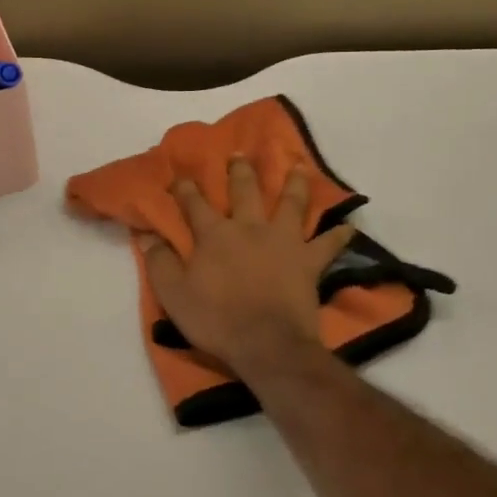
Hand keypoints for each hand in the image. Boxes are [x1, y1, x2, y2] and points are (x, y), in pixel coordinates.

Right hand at [139, 156, 353, 376]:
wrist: (266, 342)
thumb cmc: (216, 319)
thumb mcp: (174, 295)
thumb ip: (160, 262)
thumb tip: (146, 236)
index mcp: (215, 235)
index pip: (195, 204)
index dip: (186, 189)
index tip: (181, 176)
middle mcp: (250, 228)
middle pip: (245, 192)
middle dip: (240, 171)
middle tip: (240, 154)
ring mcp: (283, 241)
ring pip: (291, 204)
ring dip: (295, 184)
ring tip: (299, 167)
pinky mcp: (309, 261)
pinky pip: (329, 245)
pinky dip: (340, 235)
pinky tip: (350, 225)